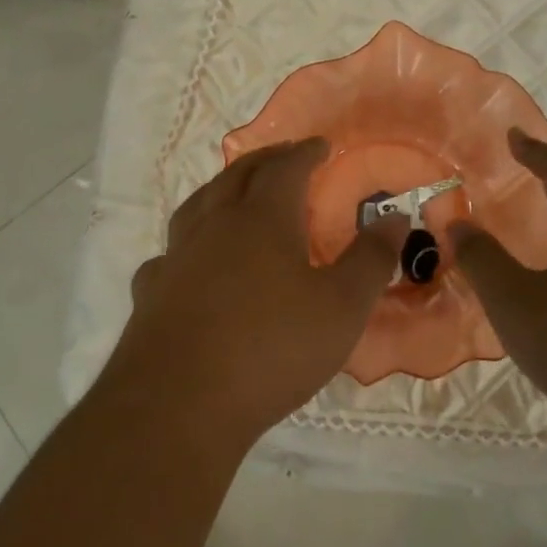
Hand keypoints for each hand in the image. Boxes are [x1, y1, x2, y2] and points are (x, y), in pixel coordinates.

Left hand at [101, 138, 406, 446]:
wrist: (182, 401)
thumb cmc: (273, 348)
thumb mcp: (342, 306)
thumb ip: (370, 258)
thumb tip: (395, 216)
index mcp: (262, 219)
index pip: (285, 168)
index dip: (306, 153)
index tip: (321, 145)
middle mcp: (214, 225)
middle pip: (237, 176)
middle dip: (264, 160)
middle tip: (283, 156)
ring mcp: (176, 257)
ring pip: (197, 206)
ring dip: (221, 190)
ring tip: (234, 192)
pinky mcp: (151, 291)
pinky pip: (171, 253)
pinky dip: (187, 244)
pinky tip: (190, 261)